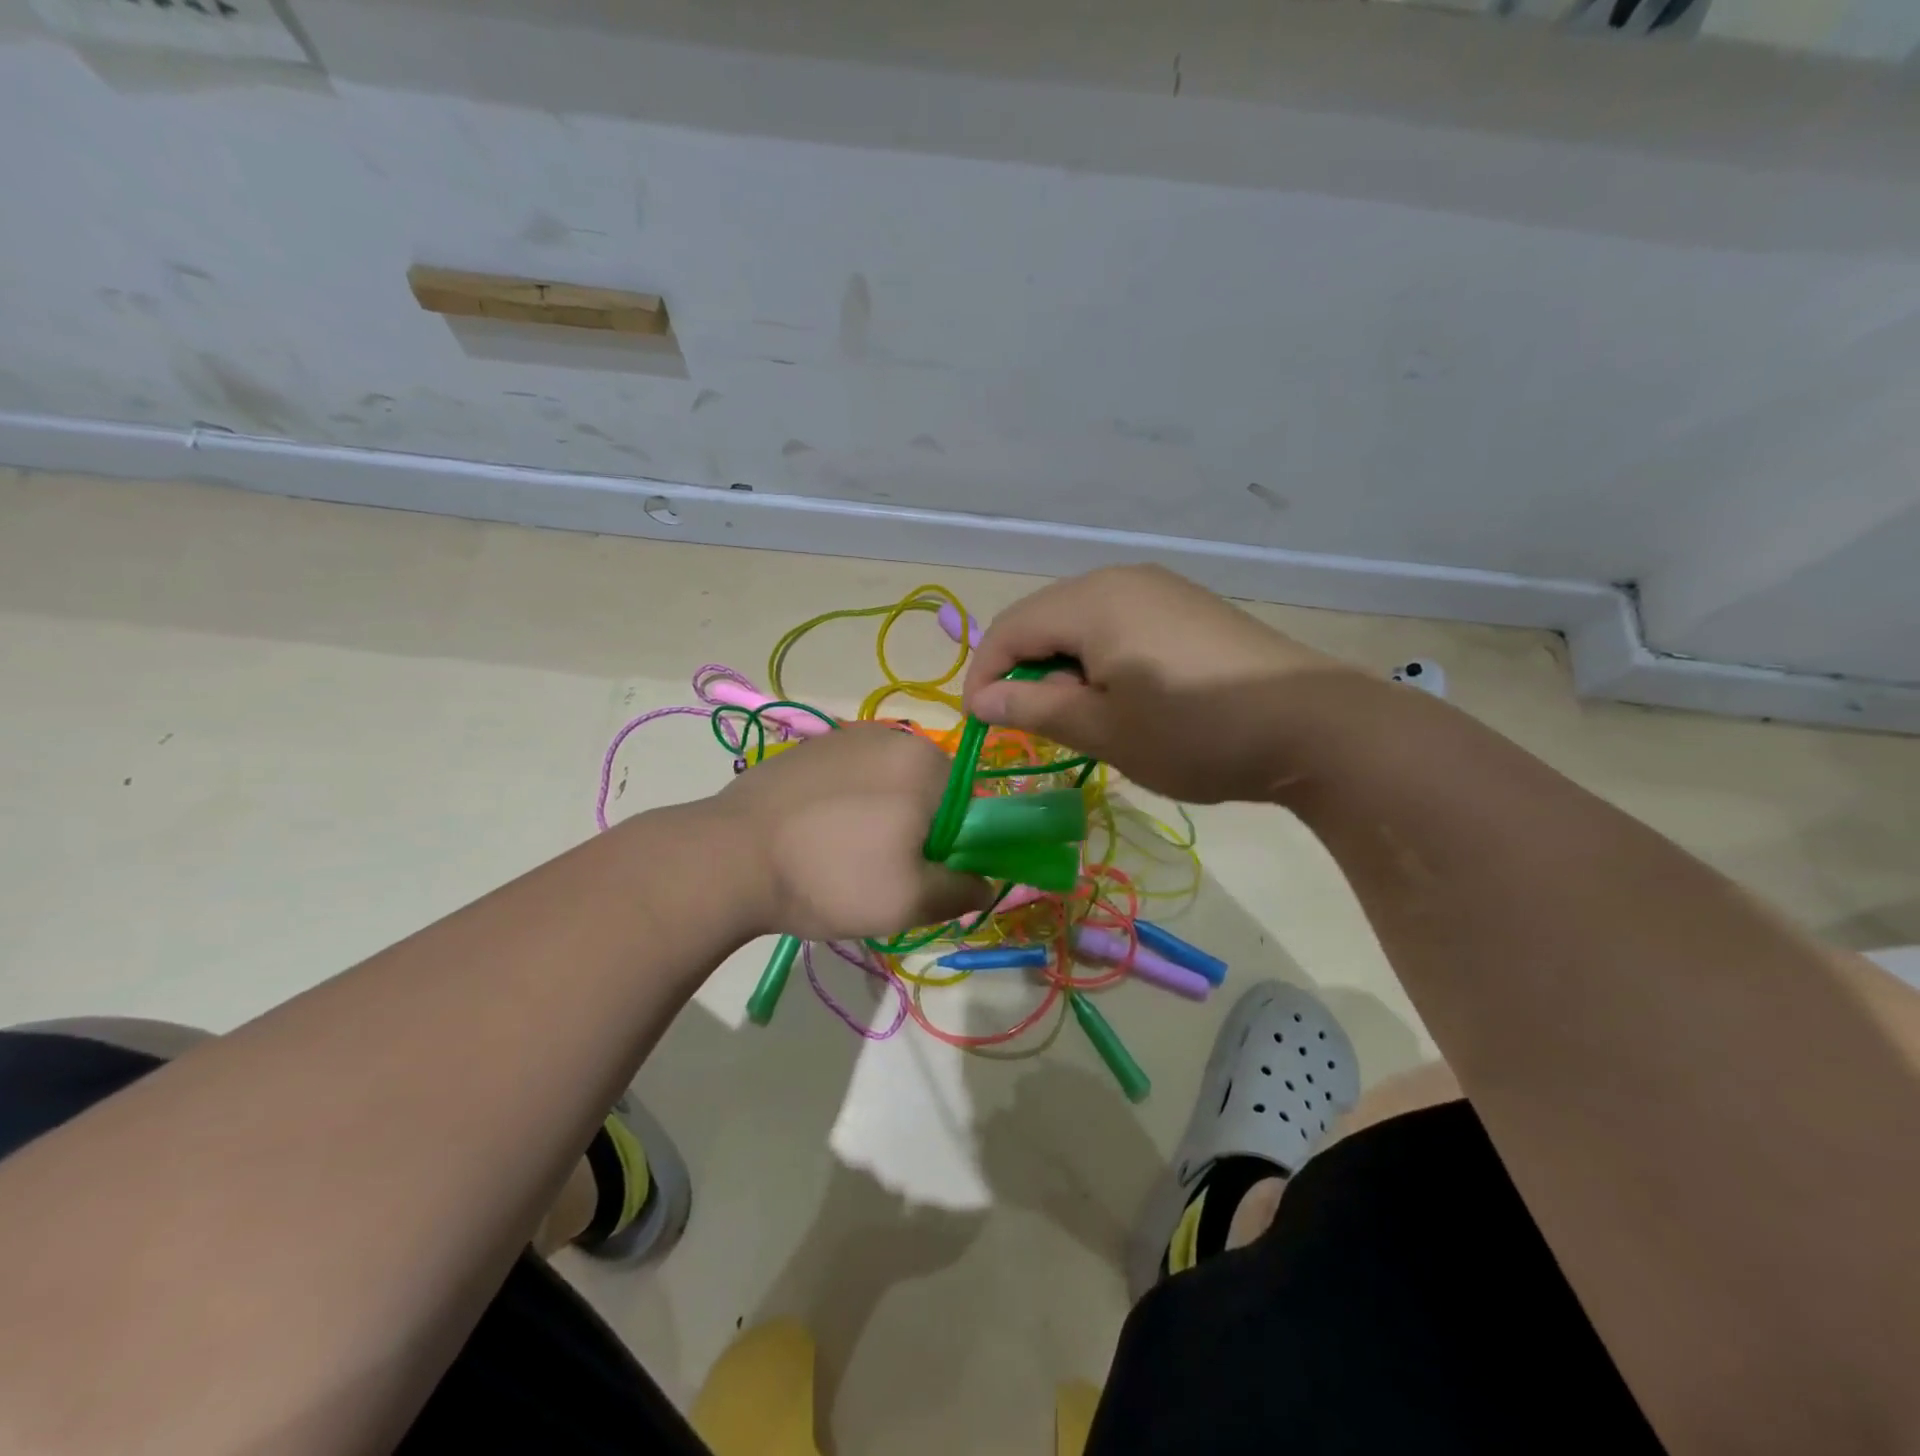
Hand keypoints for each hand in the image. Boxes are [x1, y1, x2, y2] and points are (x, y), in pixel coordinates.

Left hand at [713, 723, 992, 939]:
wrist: (728, 859)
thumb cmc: (833, 877)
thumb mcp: (910, 901)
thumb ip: (962, 890)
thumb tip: (984, 881)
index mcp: (927, 762)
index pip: (968, 805)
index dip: (953, 846)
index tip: (922, 876)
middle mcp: (892, 735)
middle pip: (928, 791)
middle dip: (916, 830)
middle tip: (883, 873)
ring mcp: (844, 737)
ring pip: (887, 784)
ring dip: (880, 817)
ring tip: (843, 857)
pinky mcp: (807, 749)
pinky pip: (848, 778)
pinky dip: (845, 805)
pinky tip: (816, 837)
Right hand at [963, 565, 1350, 802]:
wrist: (1313, 726)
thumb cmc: (1194, 732)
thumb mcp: (1104, 730)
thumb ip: (1034, 709)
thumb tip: (981, 699)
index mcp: (1091, 601)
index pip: (1009, 629)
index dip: (984, 675)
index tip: (982, 724)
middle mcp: (1121, 579)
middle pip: (1044, 620)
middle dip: (1026, 672)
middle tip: (1034, 726)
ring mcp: (1160, 589)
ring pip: (1083, 623)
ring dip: (1064, 668)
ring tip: (1083, 717)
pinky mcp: (1188, 608)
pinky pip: (1120, 625)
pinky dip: (1102, 660)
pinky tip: (1126, 697)